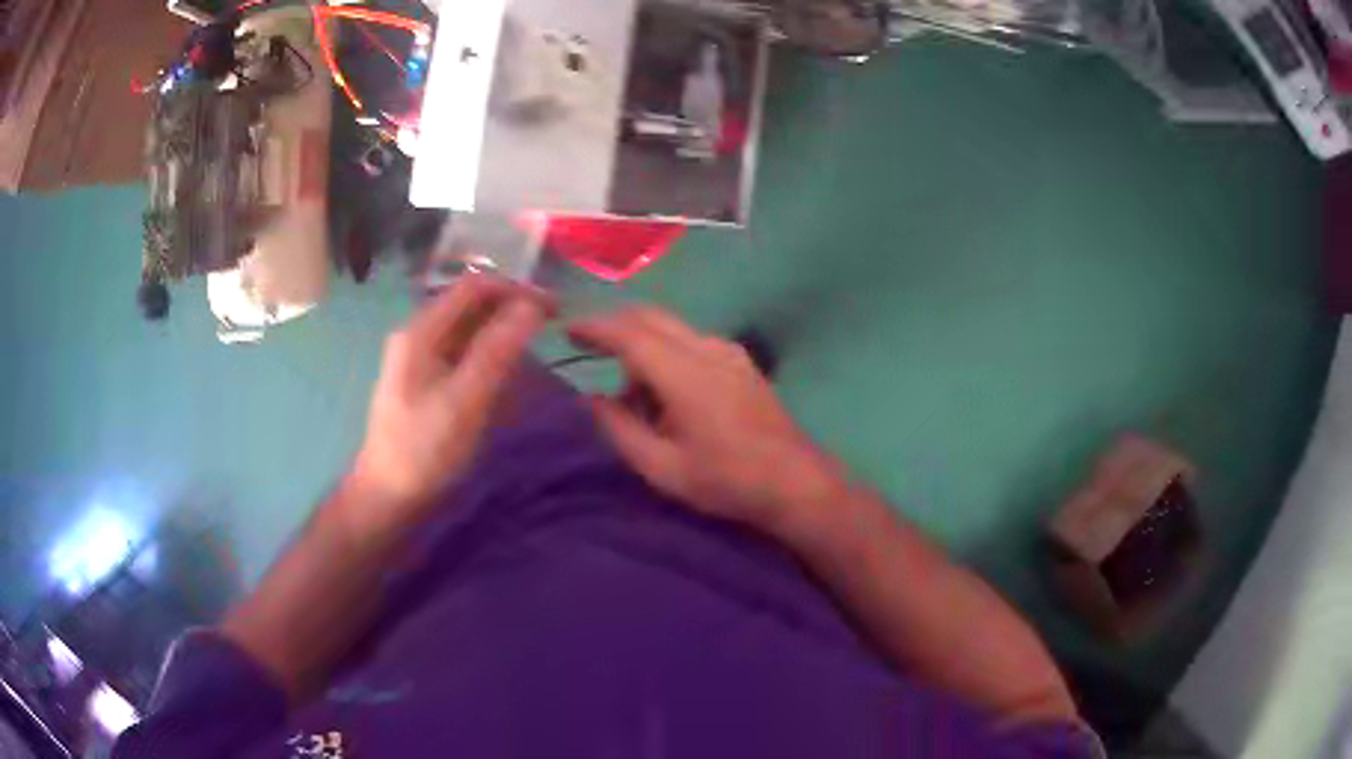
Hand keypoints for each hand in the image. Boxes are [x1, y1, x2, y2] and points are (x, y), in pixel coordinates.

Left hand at [347, 276, 546, 533]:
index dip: (516, 289)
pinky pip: (462, 353)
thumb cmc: (424, 450)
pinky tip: (506, 370)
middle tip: (551, 325)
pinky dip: (488, 353)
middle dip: (511, 308)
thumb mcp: (464, 400)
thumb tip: (531, 306)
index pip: (474, 287)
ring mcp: (418, 359)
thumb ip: (496, 350)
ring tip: (536, 346)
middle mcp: (417, 335)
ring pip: (467, 329)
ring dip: (502, 331)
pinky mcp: (424, 381)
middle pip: (469, 305)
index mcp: (420, 331)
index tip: (554, 308)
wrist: (388, 497)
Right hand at [568, 308, 844, 537]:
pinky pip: (692, 342)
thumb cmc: (726, 480)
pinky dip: (667, 354)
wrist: (795, 482)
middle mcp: (708, 349)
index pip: (629, 333)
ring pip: (672, 329)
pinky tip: (667, 394)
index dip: (594, 327)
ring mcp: (729, 352)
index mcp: (685, 373)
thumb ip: (619, 429)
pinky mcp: (742, 362)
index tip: (566, 329)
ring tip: (633, 397)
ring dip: (643, 346)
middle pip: (651, 317)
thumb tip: (591, 400)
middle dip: (615, 325)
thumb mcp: (662, 467)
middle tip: (587, 346)